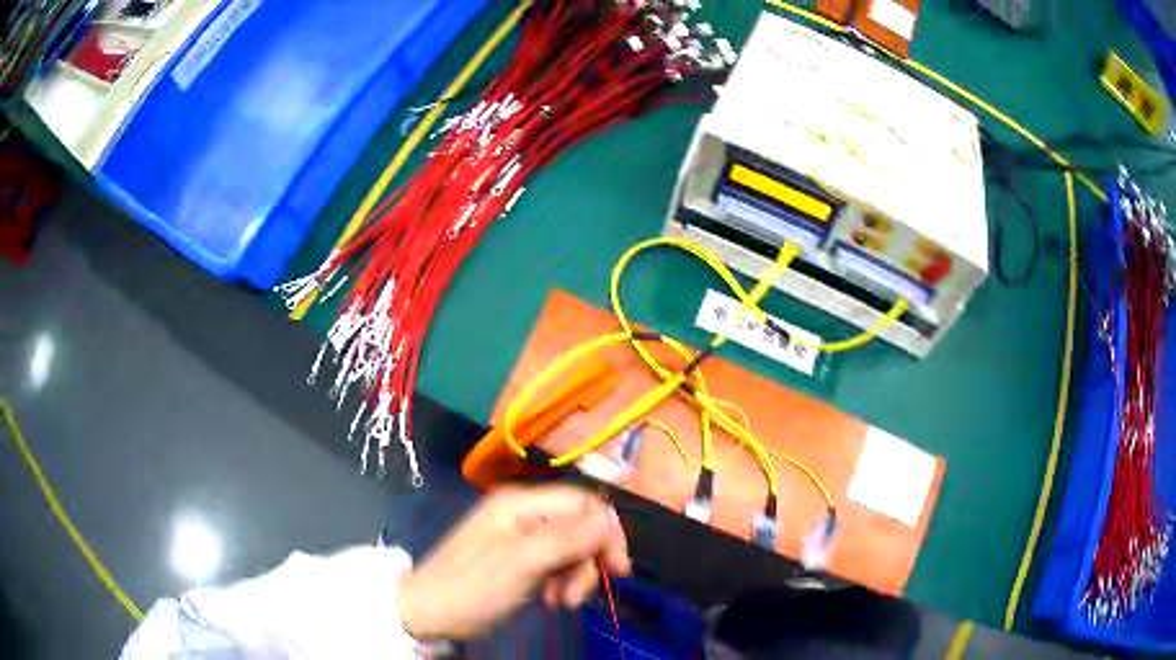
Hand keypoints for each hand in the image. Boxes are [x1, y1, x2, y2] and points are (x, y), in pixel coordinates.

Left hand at [397, 484, 630, 640]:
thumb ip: (568, 539)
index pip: (584, 503)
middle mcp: (524, 514)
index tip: (616, 569)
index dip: (607, 531)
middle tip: (577, 596)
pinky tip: (551, 600)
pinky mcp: (519, 559)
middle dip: (587, 562)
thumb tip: (610, 521)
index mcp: (522, 504)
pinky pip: (556, 564)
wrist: (429, 613)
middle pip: (580, 528)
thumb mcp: (523, 563)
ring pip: (571, 549)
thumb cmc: (473, 587)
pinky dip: (561, 582)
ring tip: (560, 602)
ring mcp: (521, 537)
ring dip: (575, 577)